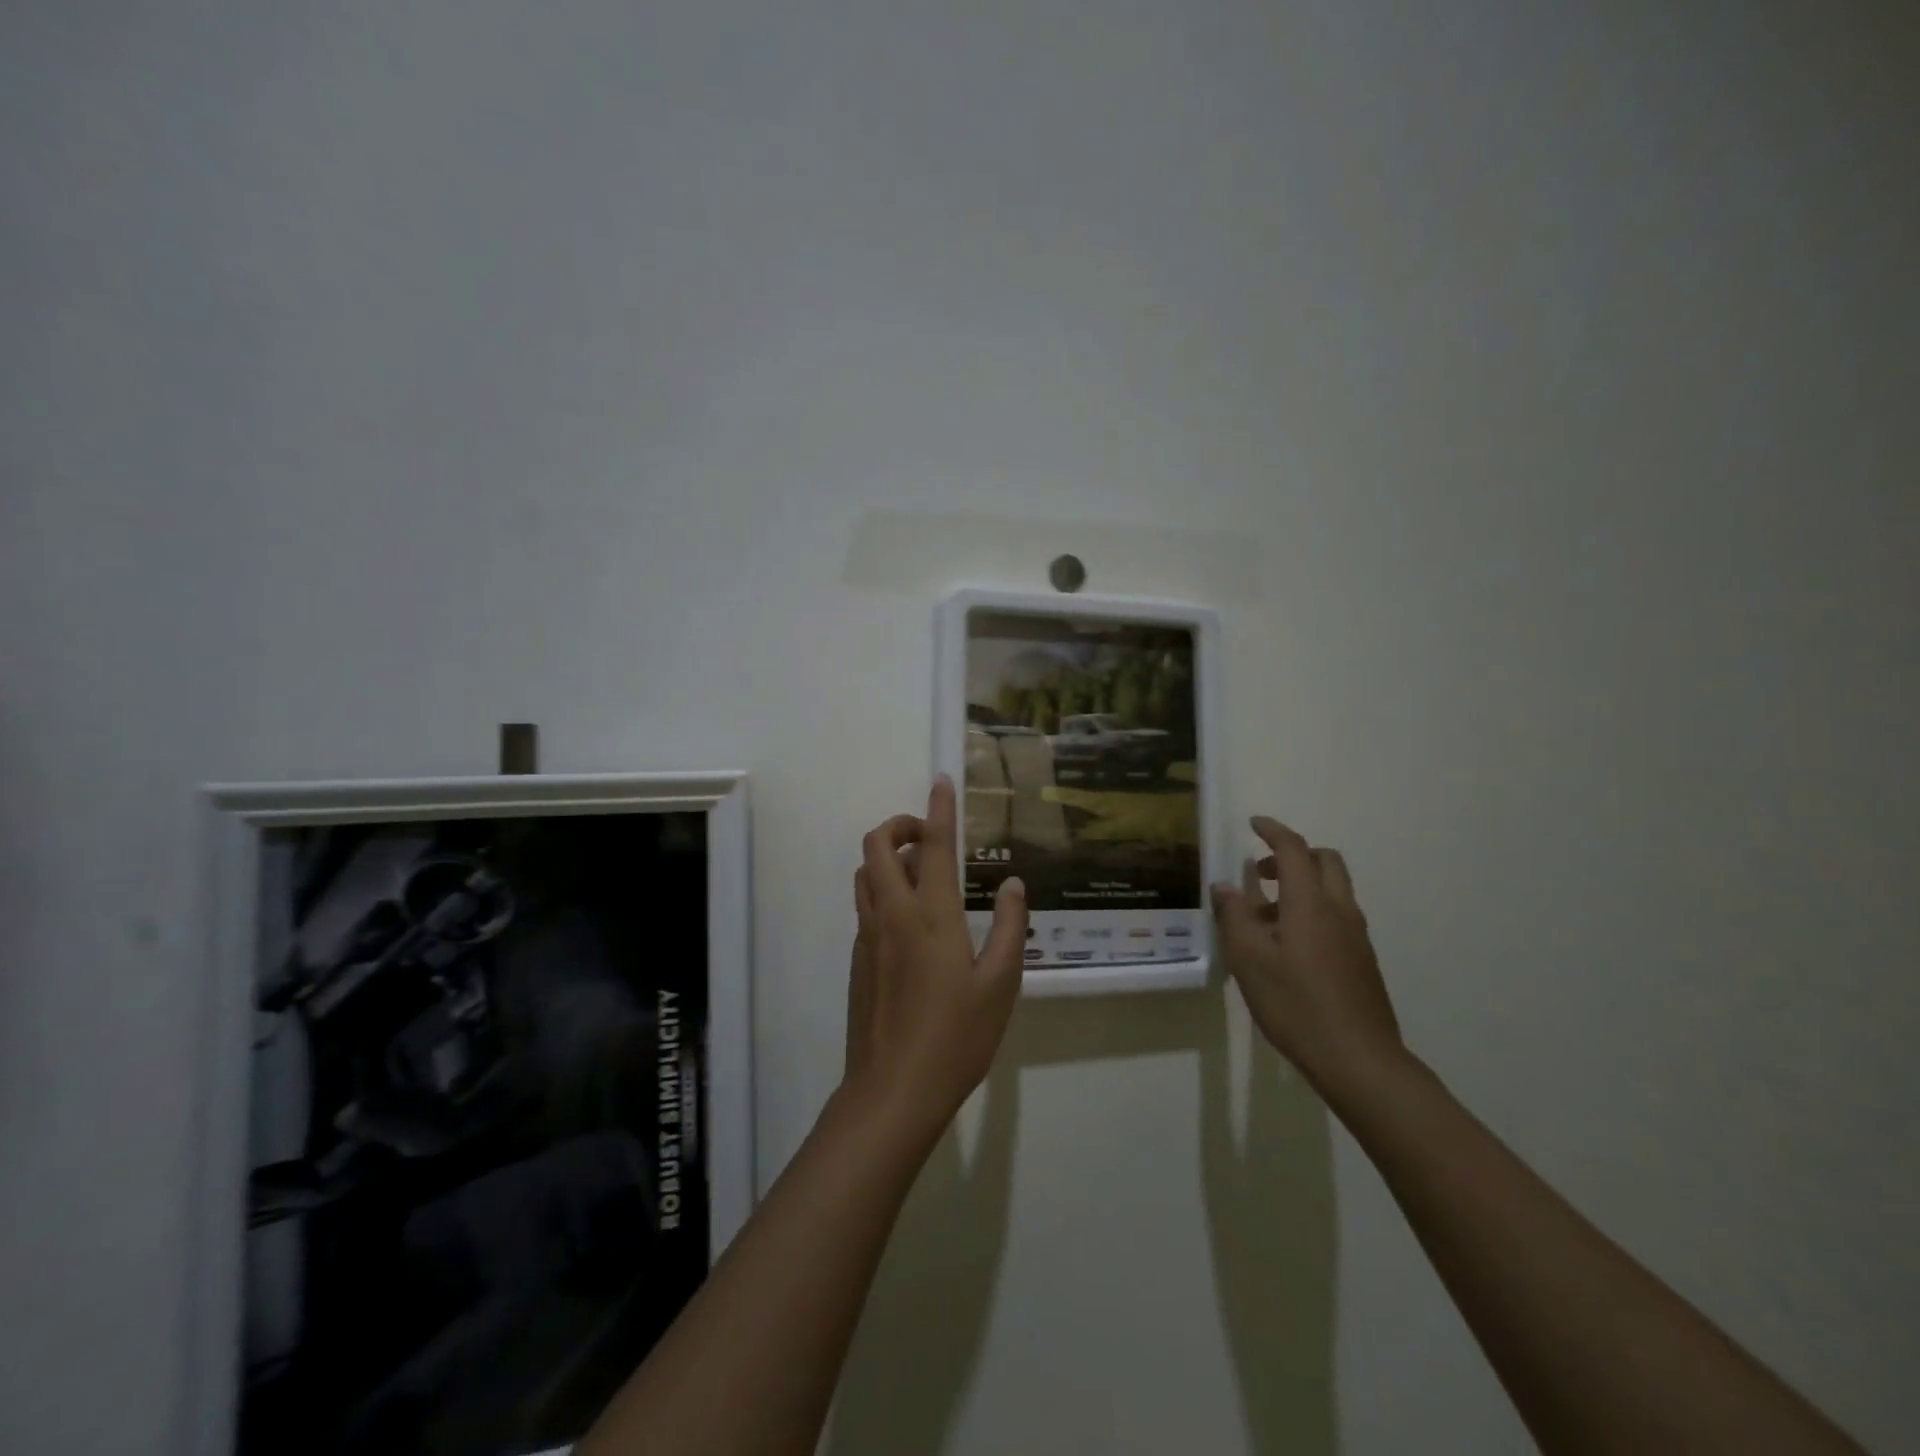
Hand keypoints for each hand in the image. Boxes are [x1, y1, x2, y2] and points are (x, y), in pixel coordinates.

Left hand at [843, 776, 1028, 1135]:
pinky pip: (865, 906)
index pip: (933, 845)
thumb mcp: (1001, 983)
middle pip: (877, 845)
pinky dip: (882, 891)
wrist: (893, 1090)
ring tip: (920, 874)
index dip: (938, 808)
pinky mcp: (857, 960)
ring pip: (864, 873)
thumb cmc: (957, 1036)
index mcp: (931, 914)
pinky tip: (911, 923)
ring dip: (886, 858)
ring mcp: (868, 936)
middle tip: (929, 836)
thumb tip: (1012, 883)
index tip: (942, 780)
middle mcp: (892, 913)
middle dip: (900, 825)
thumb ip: (1009, 926)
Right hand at [1210, 816, 1403, 1092]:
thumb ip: (1234, 917)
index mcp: (1310, 903)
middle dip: (1293, 854)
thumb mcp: (1249, 960)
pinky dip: (1312, 910)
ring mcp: (1356, 936)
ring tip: (1265, 916)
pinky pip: (1337, 915)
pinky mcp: (1362, 959)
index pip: (1293, 849)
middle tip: (1260, 871)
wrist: (1359, 1060)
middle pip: (1324, 861)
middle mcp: (1339, 910)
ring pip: (1333, 889)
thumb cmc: (1296, 1004)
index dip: (1272, 830)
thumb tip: (1225, 887)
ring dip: (1301, 885)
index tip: (1253, 823)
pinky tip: (1287, 946)